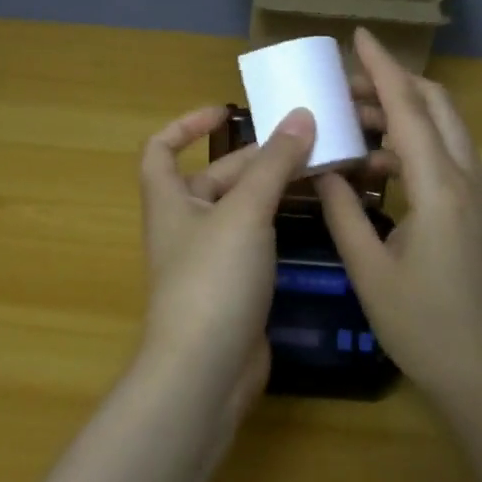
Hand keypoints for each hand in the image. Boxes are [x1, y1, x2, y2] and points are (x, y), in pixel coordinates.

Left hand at [134, 104, 316, 417]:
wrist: (206, 370)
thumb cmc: (213, 279)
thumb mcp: (245, 213)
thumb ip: (274, 165)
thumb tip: (301, 115)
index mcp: (169, 200)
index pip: (161, 149)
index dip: (187, 125)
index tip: (226, 112)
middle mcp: (185, 225)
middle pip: (215, 177)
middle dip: (255, 158)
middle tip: (306, 141)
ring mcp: (209, 259)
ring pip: (241, 210)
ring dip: (273, 190)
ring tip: (320, 170)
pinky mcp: (233, 287)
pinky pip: (255, 241)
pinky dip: (278, 224)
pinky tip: (314, 215)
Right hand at [316, 28, 481, 415]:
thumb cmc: (421, 324)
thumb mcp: (368, 267)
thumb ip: (342, 210)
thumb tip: (321, 169)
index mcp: (441, 188)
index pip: (410, 109)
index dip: (383, 69)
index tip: (360, 35)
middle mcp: (469, 178)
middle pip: (437, 105)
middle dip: (393, 84)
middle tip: (344, 85)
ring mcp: (481, 193)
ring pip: (444, 128)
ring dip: (402, 113)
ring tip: (350, 121)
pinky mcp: (480, 209)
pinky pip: (446, 155)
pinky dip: (413, 143)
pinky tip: (375, 163)